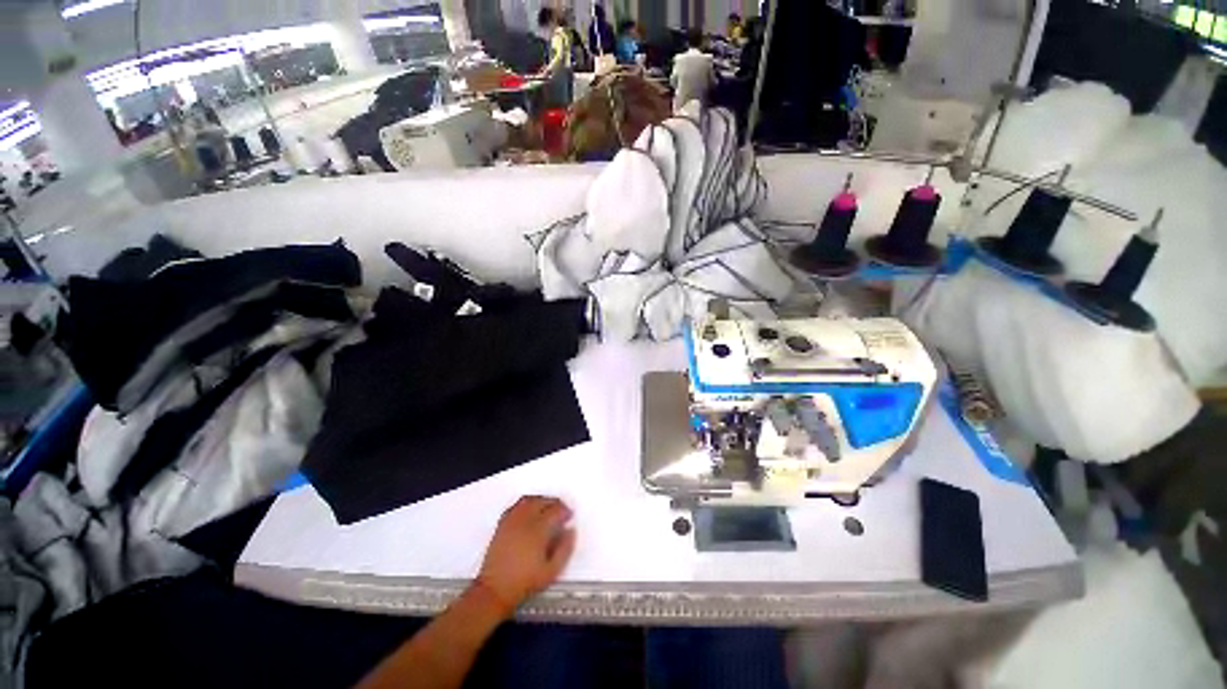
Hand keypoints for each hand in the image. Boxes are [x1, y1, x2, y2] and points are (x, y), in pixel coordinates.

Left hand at [475, 496, 575, 612]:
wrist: (495, 590)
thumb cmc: (523, 583)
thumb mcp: (552, 571)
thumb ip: (565, 549)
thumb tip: (570, 532)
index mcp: (538, 530)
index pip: (555, 510)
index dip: (565, 511)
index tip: (569, 516)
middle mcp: (524, 521)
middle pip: (543, 501)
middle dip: (555, 503)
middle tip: (561, 510)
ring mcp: (511, 521)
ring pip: (529, 500)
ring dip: (541, 500)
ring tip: (547, 507)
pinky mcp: (502, 525)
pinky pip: (515, 506)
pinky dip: (525, 503)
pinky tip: (528, 509)